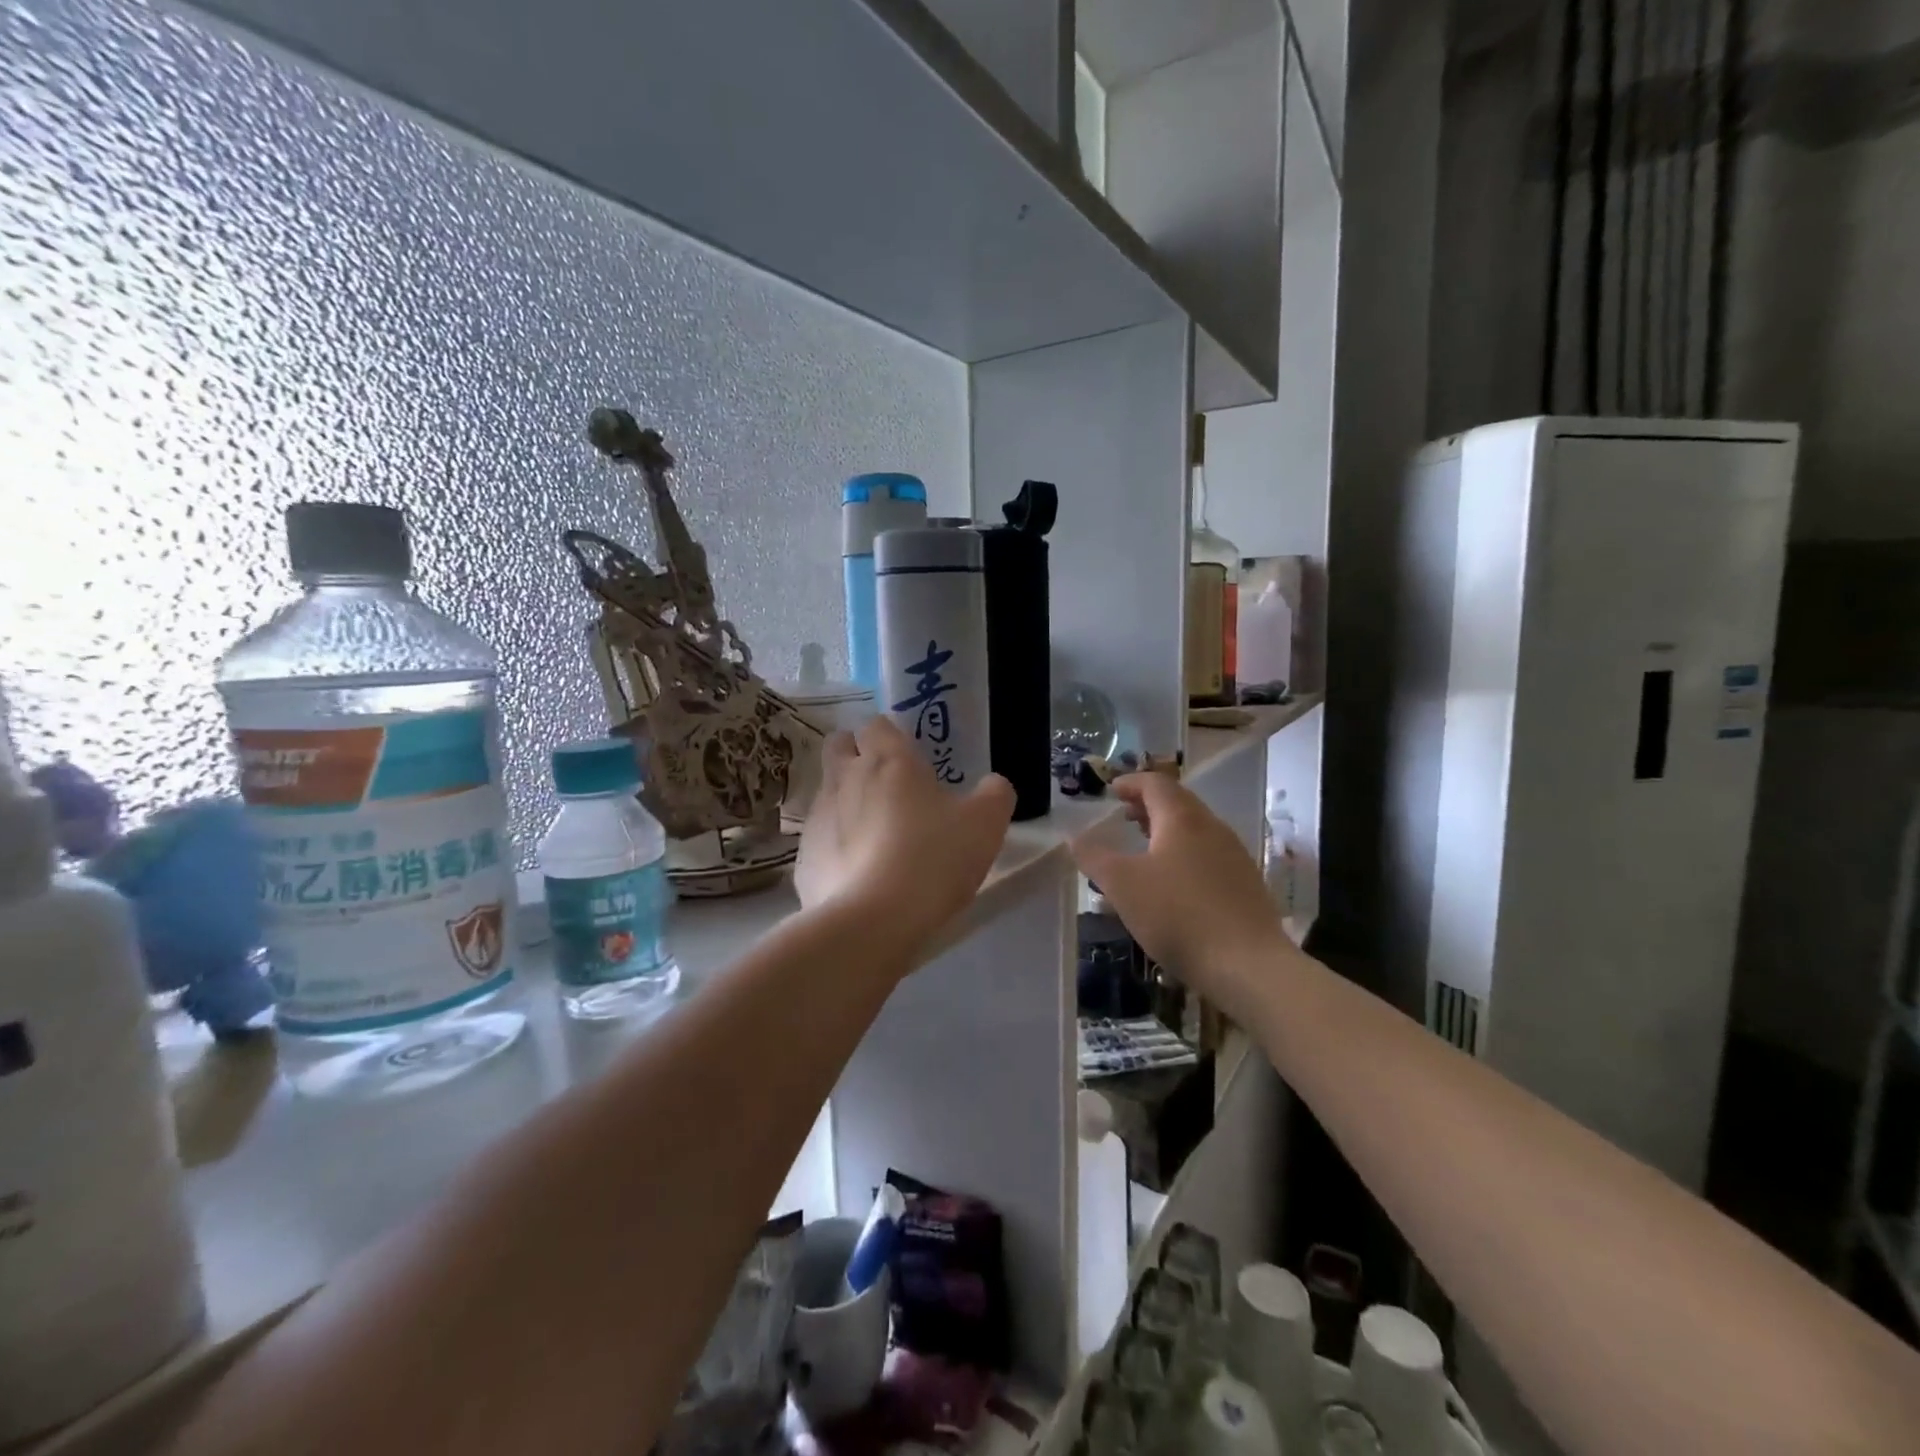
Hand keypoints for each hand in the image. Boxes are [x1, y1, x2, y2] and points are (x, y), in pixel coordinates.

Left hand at [795, 717, 1014, 958]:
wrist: (873, 921)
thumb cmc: (933, 859)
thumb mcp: (985, 825)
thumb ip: (994, 795)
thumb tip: (993, 784)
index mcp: (889, 760)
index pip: (877, 724)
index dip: (890, 736)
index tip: (908, 758)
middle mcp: (846, 778)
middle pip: (839, 746)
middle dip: (855, 755)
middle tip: (885, 784)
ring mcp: (818, 816)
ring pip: (827, 791)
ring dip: (846, 801)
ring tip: (875, 835)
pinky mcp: (804, 856)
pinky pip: (820, 838)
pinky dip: (836, 846)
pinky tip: (858, 873)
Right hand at [1071, 773, 1284, 1006]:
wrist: (1249, 965)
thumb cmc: (1178, 915)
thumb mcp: (1122, 886)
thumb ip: (1095, 857)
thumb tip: (1075, 837)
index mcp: (1182, 819)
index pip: (1155, 784)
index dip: (1131, 783)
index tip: (1112, 791)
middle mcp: (1212, 828)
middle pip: (1178, 803)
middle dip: (1148, 805)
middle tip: (1124, 816)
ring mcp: (1234, 855)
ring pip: (1195, 829)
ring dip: (1166, 830)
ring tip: (1144, 848)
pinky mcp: (1245, 884)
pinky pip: (1208, 855)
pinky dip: (1184, 854)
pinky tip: (1173, 883)